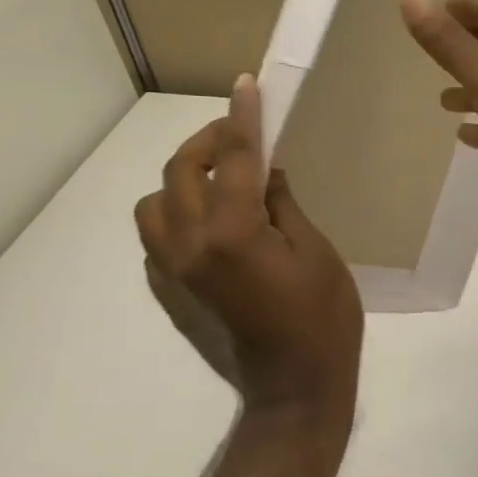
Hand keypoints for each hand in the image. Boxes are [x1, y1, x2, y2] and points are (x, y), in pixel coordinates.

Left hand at [134, 76, 362, 424]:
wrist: (293, 390)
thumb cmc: (323, 320)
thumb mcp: (318, 254)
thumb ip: (283, 205)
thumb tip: (266, 171)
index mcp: (232, 234)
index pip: (234, 159)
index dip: (243, 118)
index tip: (247, 86)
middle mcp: (188, 247)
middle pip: (179, 172)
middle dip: (207, 142)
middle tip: (239, 136)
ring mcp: (170, 273)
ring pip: (153, 204)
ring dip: (183, 181)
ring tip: (219, 183)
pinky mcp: (168, 293)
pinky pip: (155, 239)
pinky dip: (177, 217)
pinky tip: (210, 226)